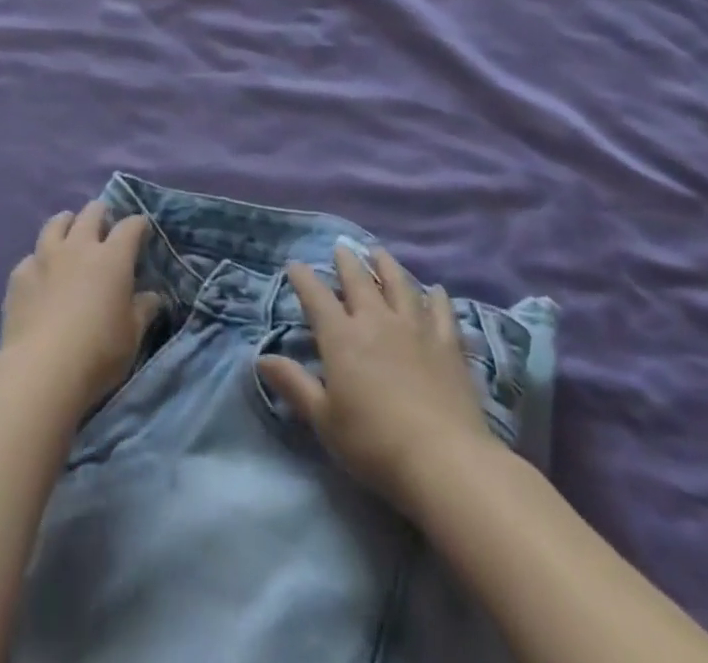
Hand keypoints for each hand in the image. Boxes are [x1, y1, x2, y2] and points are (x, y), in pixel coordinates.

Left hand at [0, 201, 162, 420]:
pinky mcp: (20, 275)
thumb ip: (143, 310)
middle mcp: (79, 247)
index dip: (138, 224)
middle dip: (101, 213)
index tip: (141, 228)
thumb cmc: (98, 352)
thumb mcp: (132, 336)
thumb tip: (153, 296)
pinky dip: (39, 259)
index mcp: (112, 258)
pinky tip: (40, 273)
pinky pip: (31, 256)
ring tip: (69, 230)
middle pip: (91, 214)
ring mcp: (46, 257)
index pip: (130, 227)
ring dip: (67, 223)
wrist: (41, 369)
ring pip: (56, 223)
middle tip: (104, 223)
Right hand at [258, 243, 496, 509]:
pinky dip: (437, 298)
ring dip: (387, 266)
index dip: (303, 278)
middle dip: (346, 261)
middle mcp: (376, 321)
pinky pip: (441, 312)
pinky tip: (436, 290)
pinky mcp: (448, 345)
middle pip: (359, 280)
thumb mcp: (324, 419)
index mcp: (341, 337)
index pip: (316, 296)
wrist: (444, 460)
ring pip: (399, 285)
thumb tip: (260, 358)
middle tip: (341, 247)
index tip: (295, 265)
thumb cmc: (374, 443)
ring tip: (380, 253)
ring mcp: (415, 329)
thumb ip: (294, 384)